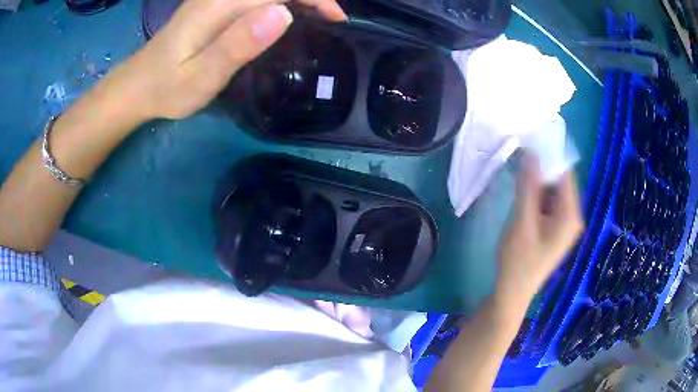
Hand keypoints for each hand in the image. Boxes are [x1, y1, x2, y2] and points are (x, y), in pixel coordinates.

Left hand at [116, 0, 345, 120]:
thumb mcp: (201, 76)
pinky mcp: (214, 4)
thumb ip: (238, 45)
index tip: (336, 19)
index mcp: (218, 5)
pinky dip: (279, 1)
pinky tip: (287, 14)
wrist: (139, 84)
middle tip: (330, 20)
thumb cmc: (168, 87)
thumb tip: (283, 14)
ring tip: (317, 17)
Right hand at [497, 154, 583, 303]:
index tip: (529, 141)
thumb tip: (531, 153)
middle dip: (542, 169)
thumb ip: (528, 187)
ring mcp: (564, 223)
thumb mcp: (522, 221)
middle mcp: (572, 217)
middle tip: (520, 156)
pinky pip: (548, 203)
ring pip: (552, 192)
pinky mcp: (554, 228)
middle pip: (560, 182)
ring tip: (519, 171)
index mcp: (570, 215)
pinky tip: (523, 192)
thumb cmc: (518, 260)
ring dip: (537, 181)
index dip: (549, 156)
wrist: (512, 292)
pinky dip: (536, 195)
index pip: (565, 174)